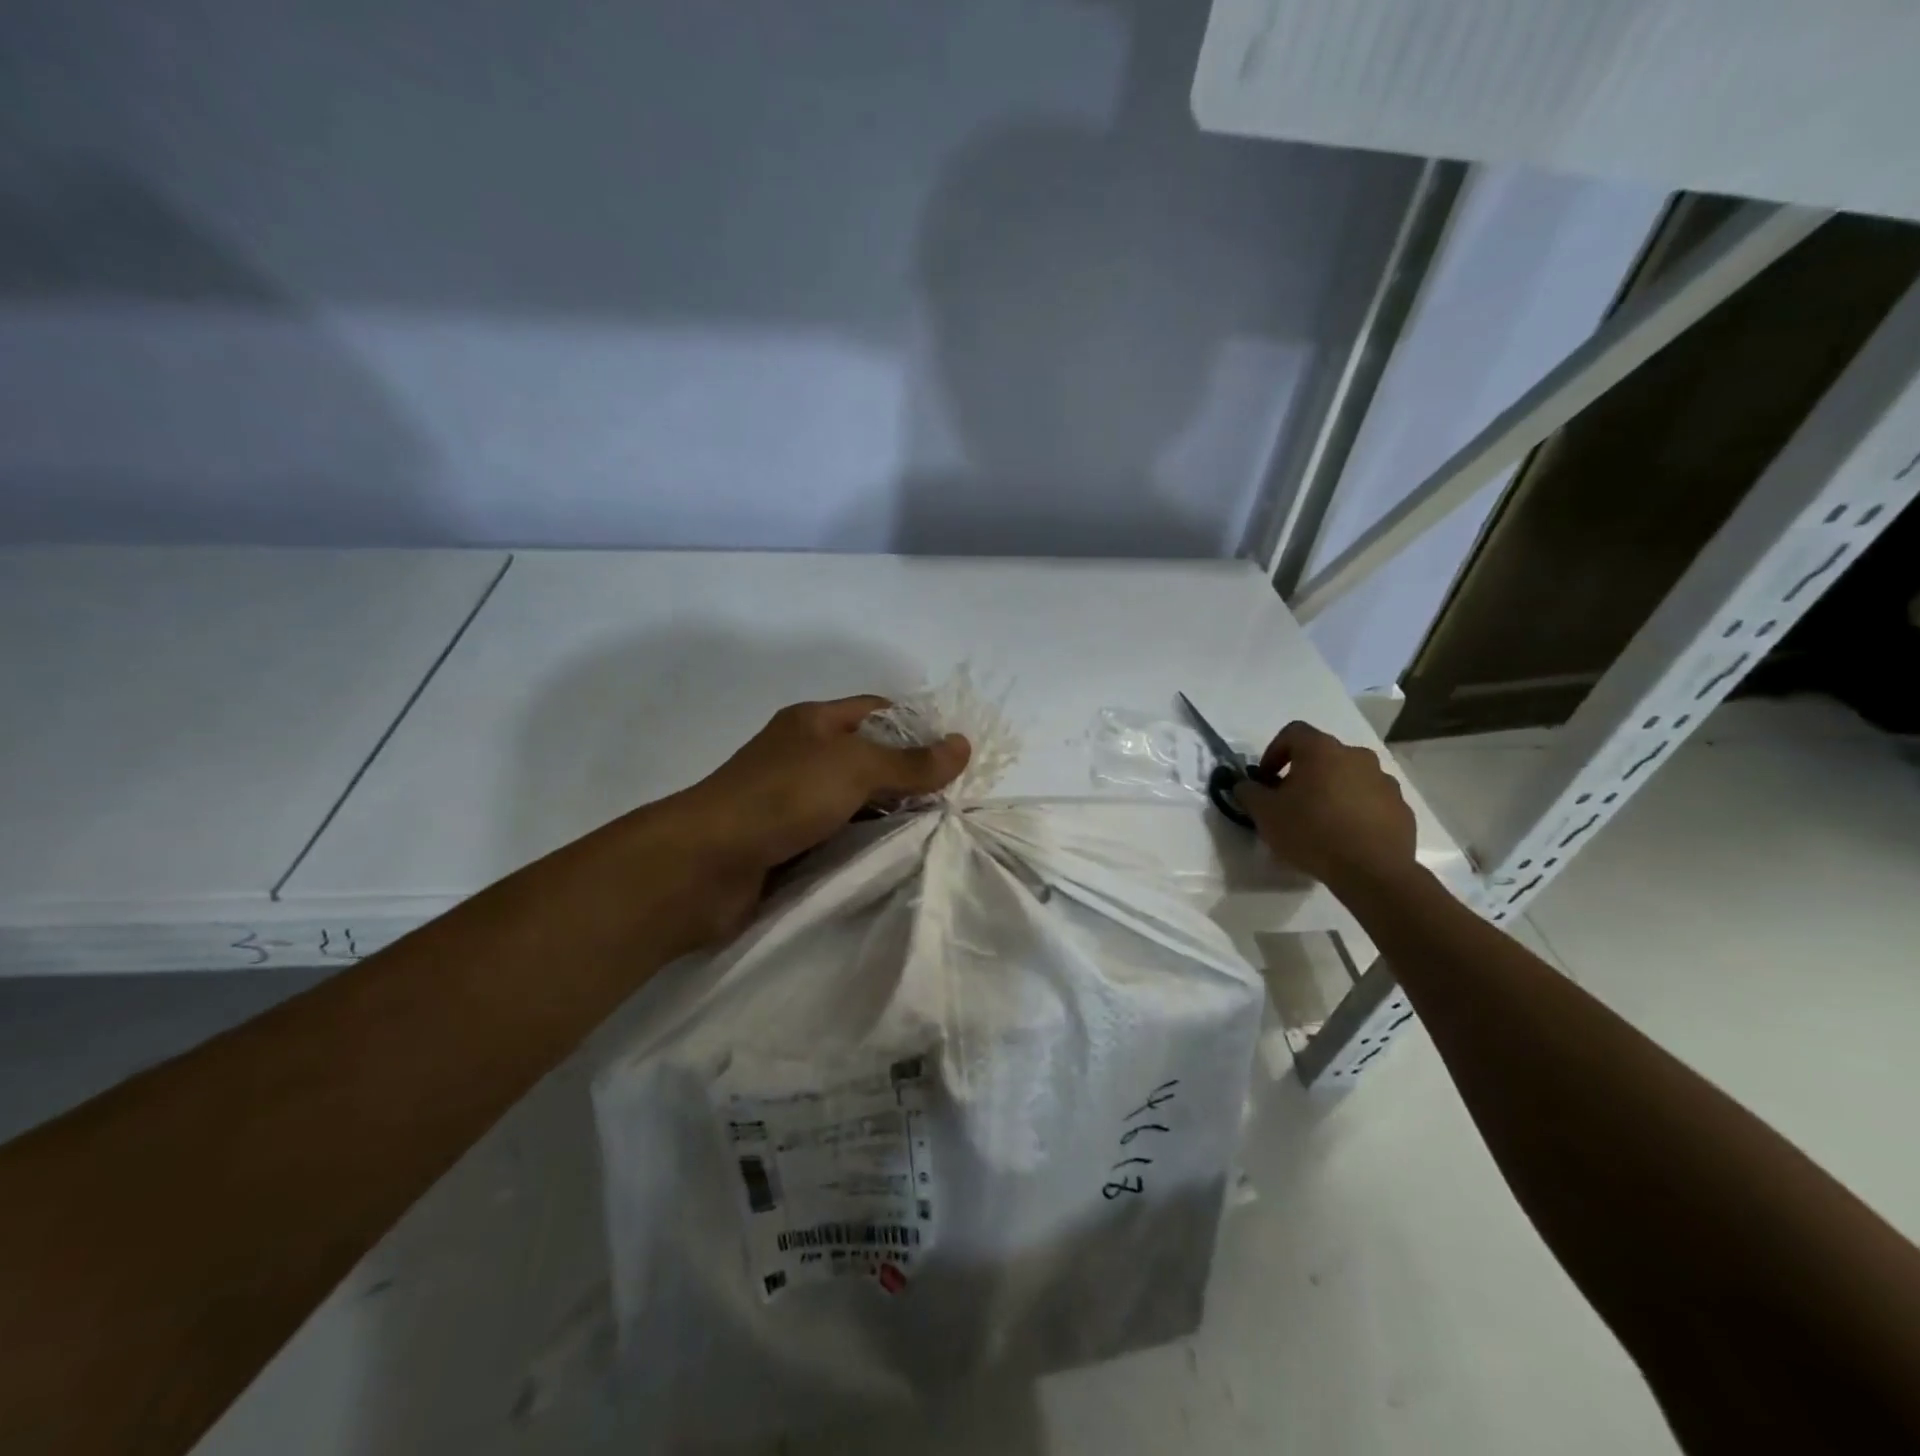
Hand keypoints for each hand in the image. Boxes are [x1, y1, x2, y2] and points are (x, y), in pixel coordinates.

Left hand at [660, 696, 969, 940]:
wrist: (704, 864)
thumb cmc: (782, 797)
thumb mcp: (854, 768)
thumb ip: (910, 762)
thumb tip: (962, 745)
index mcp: (814, 722)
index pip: (878, 711)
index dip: (917, 726)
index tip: (955, 756)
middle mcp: (804, 756)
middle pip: (870, 758)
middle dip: (909, 777)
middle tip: (953, 802)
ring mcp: (794, 801)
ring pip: (856, 801)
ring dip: (889, 816)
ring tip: (936, 832)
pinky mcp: (789, 842)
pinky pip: (839, 836)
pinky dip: (865, 844)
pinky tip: (896, 858)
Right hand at [1233, 721, 1417, 895]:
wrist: (1372, 871)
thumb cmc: (1311, 832)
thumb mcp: (1265, 813)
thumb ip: (1248, 792)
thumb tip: (1245, 785)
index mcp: (1321, 750)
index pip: (1293, 733)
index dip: (1274, 752)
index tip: (1266, 780)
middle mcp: (1356, 756)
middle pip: (1323, 756)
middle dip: (1303, 774)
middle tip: (1290, 803)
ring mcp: (1384, 781)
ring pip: (1349, 778)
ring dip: (1332, 791)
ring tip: (1320, 823)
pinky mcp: (1401, 807)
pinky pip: (1371, 801)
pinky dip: (1356, 811)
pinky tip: (1345, 837)